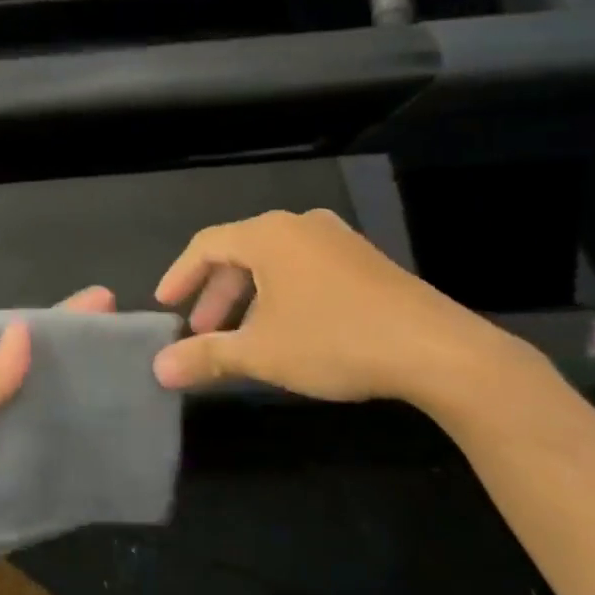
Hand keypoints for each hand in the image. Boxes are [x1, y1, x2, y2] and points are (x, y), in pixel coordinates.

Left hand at [0, 285, 115, 591]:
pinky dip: (63, 463)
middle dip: (72, 365)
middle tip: (128, 352)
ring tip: (129, 397)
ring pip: (37, 425)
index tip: (101, 302)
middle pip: (31, 381)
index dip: (53, 321)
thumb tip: (27, 330)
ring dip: (73, 413)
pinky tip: (104, 454)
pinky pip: (35, 473)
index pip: (10, 341)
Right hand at [152, 209, 537, 406]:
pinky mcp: (364, 261)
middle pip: (240, 253)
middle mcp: (300, 226)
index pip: (206, 245)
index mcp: (268, 235)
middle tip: (202, 331)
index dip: (180, 275)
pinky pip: (305, 269)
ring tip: (243, 337)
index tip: (164, 306)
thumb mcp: (262, 353)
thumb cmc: (334, 340)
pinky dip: (282, 295)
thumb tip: (158, 368)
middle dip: (216, 295)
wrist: (436, 349)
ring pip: (274, 263)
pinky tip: (288, 330)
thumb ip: (206, 356)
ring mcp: (337, 240)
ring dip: (249, 298)